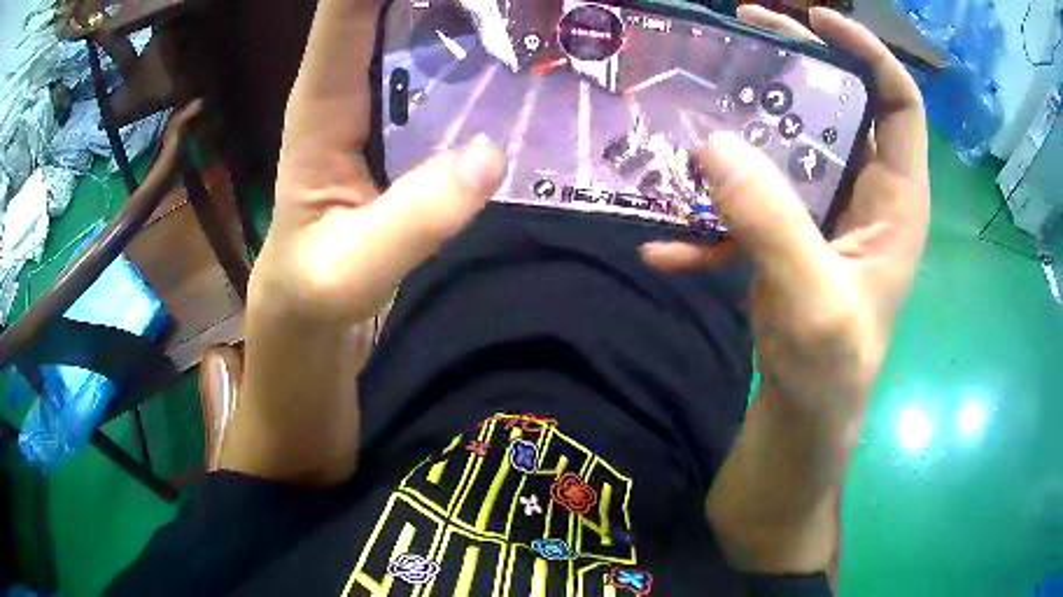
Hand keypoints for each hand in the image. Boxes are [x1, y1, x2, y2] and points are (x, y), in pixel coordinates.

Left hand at [249, 0, 504, 325]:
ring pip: (415, 26)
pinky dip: (473, 46)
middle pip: (385, 6)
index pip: (345, 13)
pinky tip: (517, 45)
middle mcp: (347, 85)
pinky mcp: (401, 121)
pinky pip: (439, 65)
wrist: (308, 304)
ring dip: (461, 9)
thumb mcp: (351, 271)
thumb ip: (412, 222)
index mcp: (320, 105)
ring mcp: (377, 99)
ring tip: (521, 9)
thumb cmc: (313, 286)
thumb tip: (489, 155)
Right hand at [643, 6, 929, 438]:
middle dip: (795, 64)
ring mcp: (824, 212)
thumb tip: (711, 145)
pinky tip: (667, 246)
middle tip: (741, 33)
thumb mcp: (811, 301)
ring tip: (693, 113)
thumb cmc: (830, 370)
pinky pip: (751, 203)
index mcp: (895, 201)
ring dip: (743, 127)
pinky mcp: (788, 234)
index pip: (898, 103)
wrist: (805, 419)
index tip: (812, 20)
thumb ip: (770, 223)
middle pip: (840, 106)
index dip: (865, 52)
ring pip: (790, 144)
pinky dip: (710, 218)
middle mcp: (866, 193)